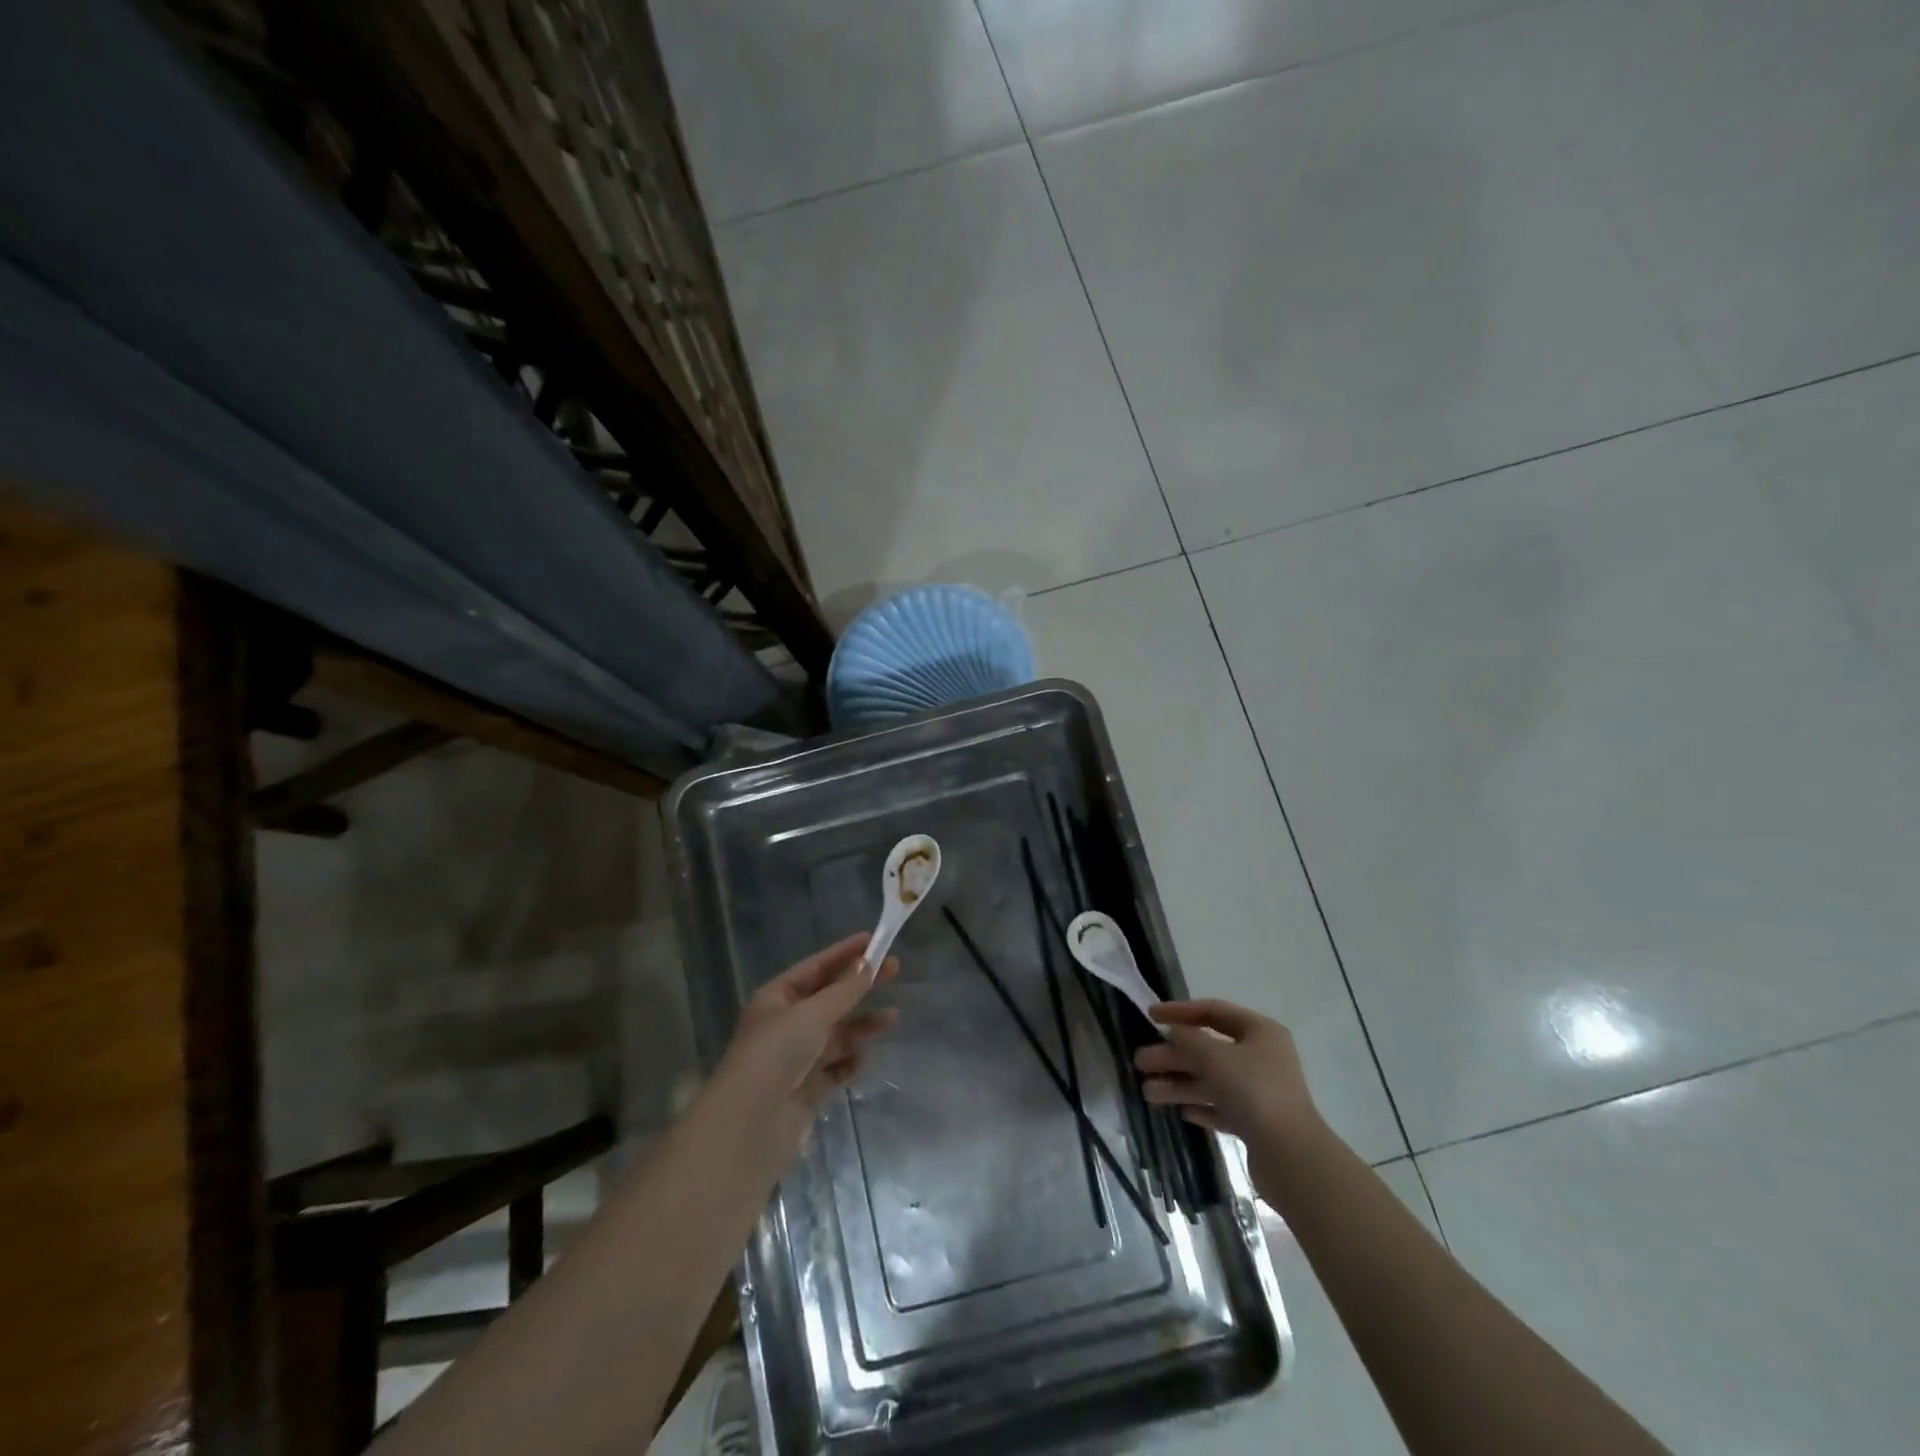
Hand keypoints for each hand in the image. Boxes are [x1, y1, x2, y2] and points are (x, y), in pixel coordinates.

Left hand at [712, 932, 898, 1154]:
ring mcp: (796, 1058)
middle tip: (895, 970)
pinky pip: (836, 1068)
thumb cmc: (776, 1055)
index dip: (844, 953)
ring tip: (892, 1018)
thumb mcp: (812, 1014)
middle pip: (830, 998)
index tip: (874, 940)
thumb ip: (844, 990)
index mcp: (777, 998)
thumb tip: (868, 963)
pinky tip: (861, 1060)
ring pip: (837, 1034)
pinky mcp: (807, 1089)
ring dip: (862, 1025)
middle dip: (860, 986)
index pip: (816, 968)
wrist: (749, 1126)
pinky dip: (849, 1062)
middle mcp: (786, 1024)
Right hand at [1134, 999, 1325, 1207]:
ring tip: (1148, 1093)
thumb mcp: (1214, 1057)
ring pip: (1212, 1080)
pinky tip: (1181, 1111)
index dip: (1180, 1011)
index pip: (1213, 1011)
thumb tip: (1174, 1032)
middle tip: (1140, 1063)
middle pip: (1208, 1048)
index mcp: (1259, 1031)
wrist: (1292, 1157)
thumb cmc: (1253, 1092)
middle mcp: (1262, 1056)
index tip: (1150, 1015)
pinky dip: (1201, 1106)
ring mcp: (1260, 1090)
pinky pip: (1222, 1106)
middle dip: (1173, 1055)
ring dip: (1180, 1083)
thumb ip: (1189, 1040)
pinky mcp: (1258, 1122)